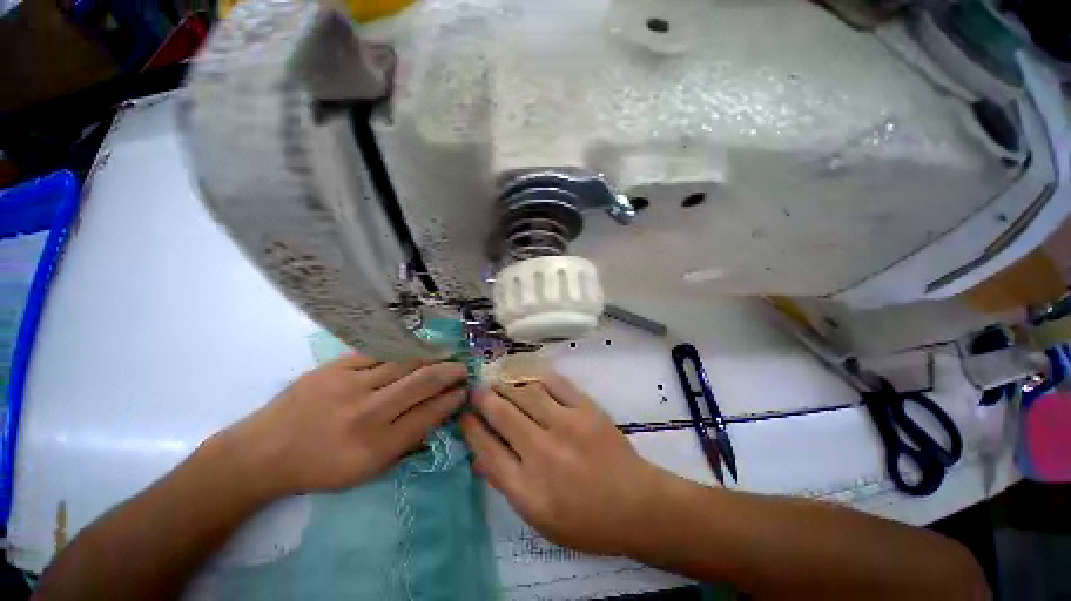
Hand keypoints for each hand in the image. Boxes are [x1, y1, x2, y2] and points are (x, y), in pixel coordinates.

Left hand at [216, 354, 467, 497]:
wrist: (262, 452)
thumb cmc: (319, 469)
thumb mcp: (365, 473)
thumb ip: (405, 446)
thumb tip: (437, 419)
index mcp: (376, 446)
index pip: (428, 415)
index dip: (451, 401)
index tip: (464, 392)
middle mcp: (367, 413)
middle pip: (422, 383)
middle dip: (450, 372)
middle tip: (463, 367)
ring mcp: (350, 385)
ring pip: (405, 362)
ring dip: (432, 356)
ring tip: (447, 353)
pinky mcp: (335, 367)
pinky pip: (379, 352)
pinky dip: (402, 351)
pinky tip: (415, 349)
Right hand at [461, 373, 668, 554]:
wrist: (636, 505)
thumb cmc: (585, 521)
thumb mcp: (538, 518)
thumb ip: (507, 484)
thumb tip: (480, 455)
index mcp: (527, 488)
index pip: (487, 449)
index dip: (471, 428)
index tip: (464, 415)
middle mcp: (542, 452)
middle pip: (502, 415)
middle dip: (483, 399)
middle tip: (476, 390)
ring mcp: (566, 426)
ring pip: (526, 393)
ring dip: (507, 385)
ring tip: (499, 381)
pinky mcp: (586, 409)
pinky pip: (555, 383)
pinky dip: (538, 378)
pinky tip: (530, 378)